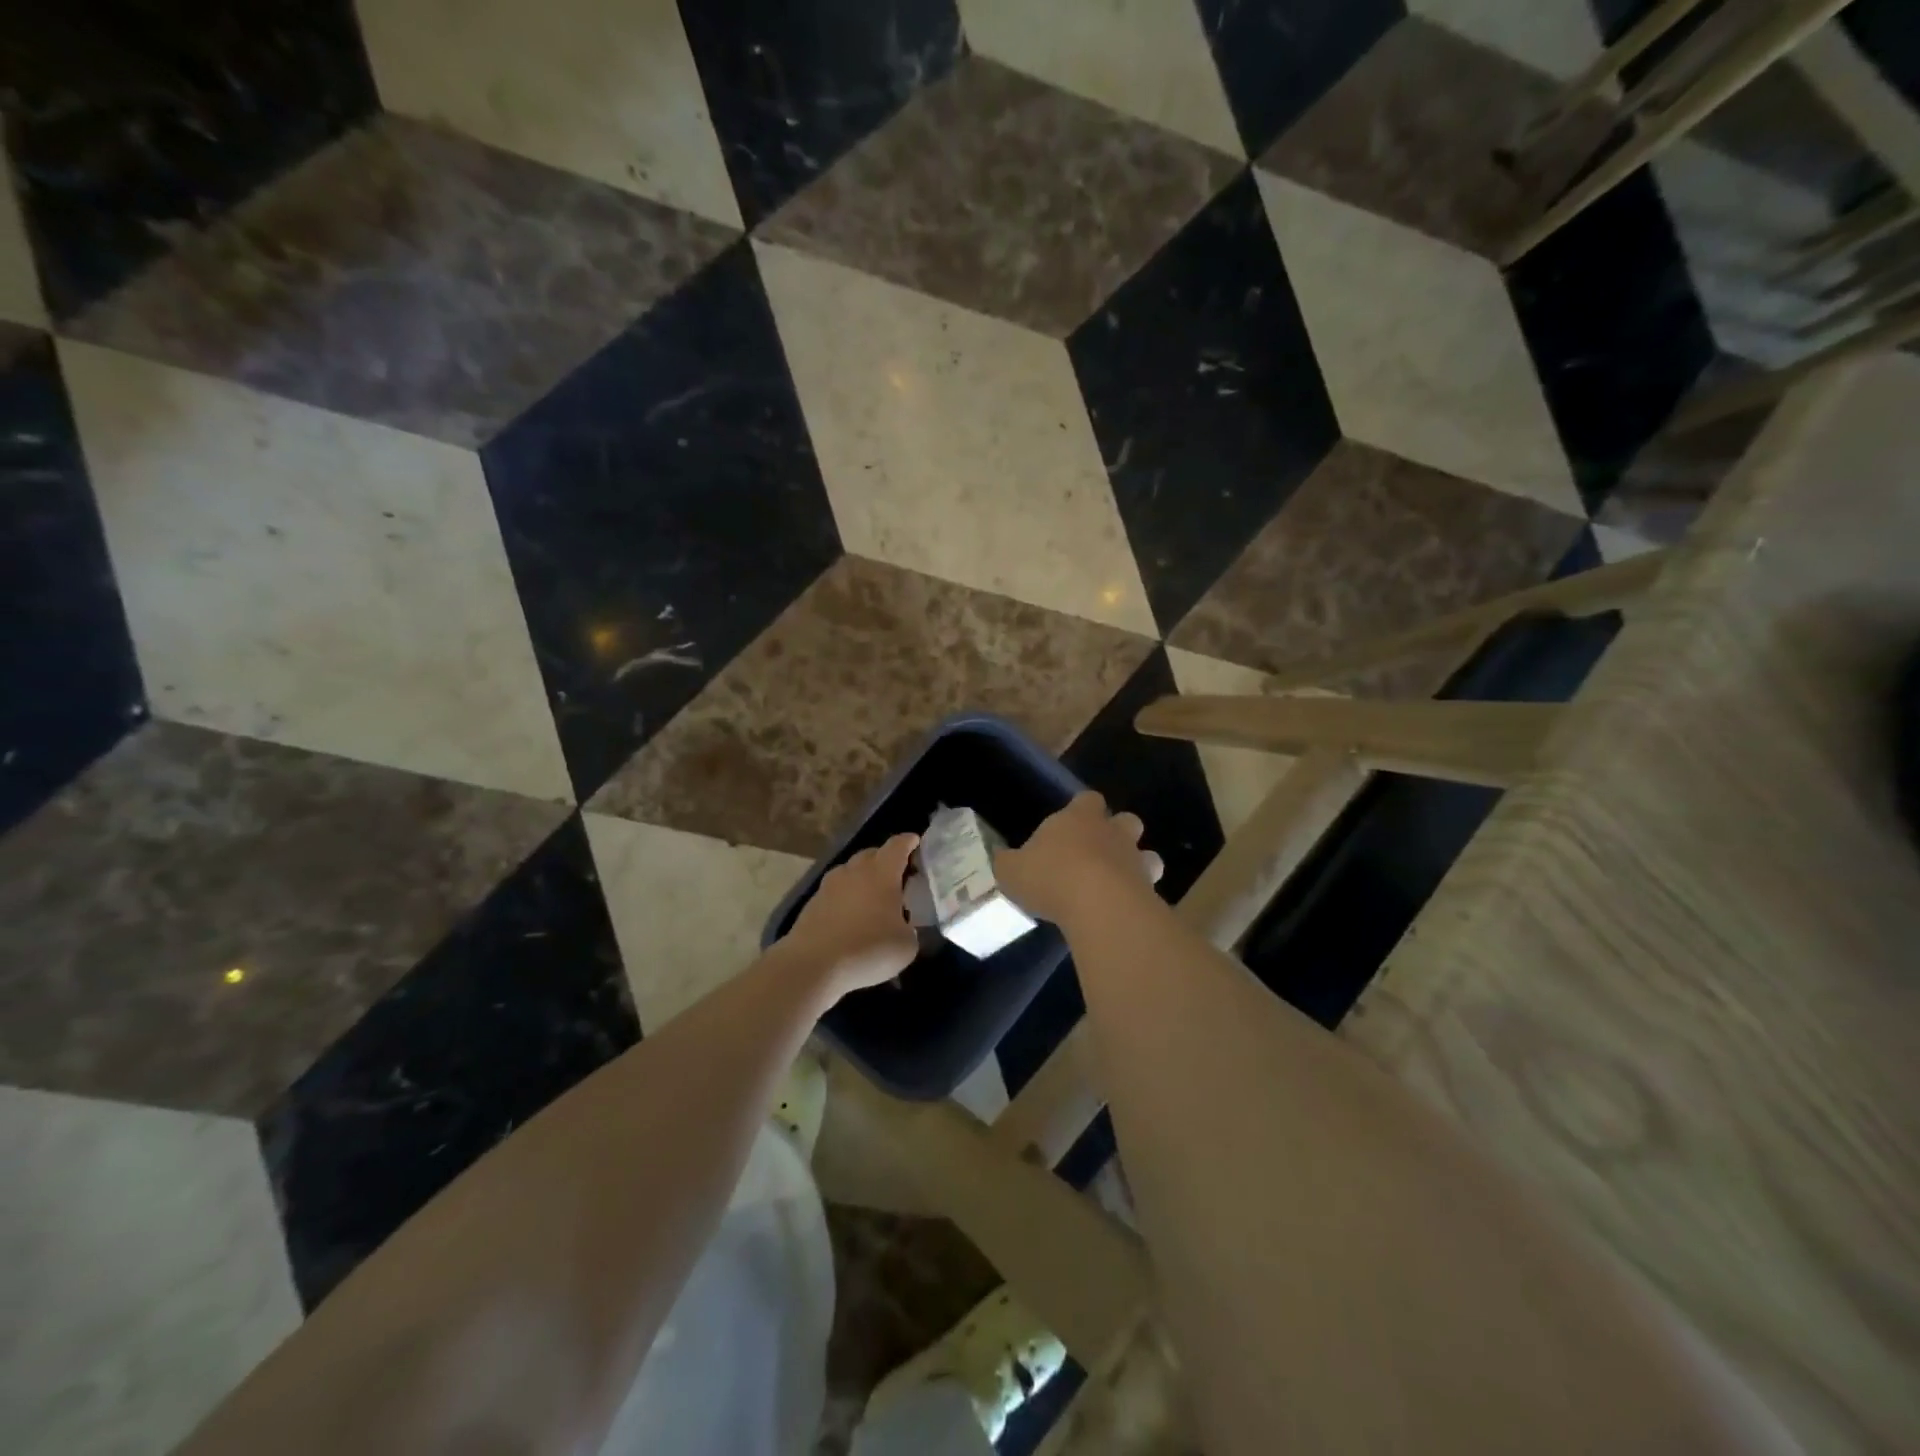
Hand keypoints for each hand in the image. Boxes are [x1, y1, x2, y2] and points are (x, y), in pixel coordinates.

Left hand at [783, 832, 920, 998]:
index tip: (916, 842)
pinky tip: (851, 917)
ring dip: (863, 879)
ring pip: (851, 872)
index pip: (898, 845)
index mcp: (882, 872)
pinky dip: (846, 898)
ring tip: (873, 898)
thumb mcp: (906, 946)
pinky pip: (836, 892)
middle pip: (872, 854)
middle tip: (898, 877)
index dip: (908, 842)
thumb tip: (903, 926)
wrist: (813, 965)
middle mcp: (854, 870)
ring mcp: (829, 885)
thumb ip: (910, 929)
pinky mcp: (812, 903)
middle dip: (886, 860)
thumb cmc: (868, 949)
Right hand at [995, 793, 1163, 929]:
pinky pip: (1148, 888)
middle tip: (1097, 854)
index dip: (1082, 809)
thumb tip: (1002, 858)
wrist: (1100, 905)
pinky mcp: (1150, 890)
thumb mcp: (1011, 870)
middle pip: (1126, 821)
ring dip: (1135, 865)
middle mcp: (1112, 832)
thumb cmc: (1051, 876)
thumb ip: (1007, 862)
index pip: (1087, 799)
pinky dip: (1139, 896)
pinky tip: (1122, 911)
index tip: (1070, 825)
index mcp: (1079, 817)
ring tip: (1116, 884)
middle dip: (1117, 833)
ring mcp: (1135, 860)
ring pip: (1147, 854)